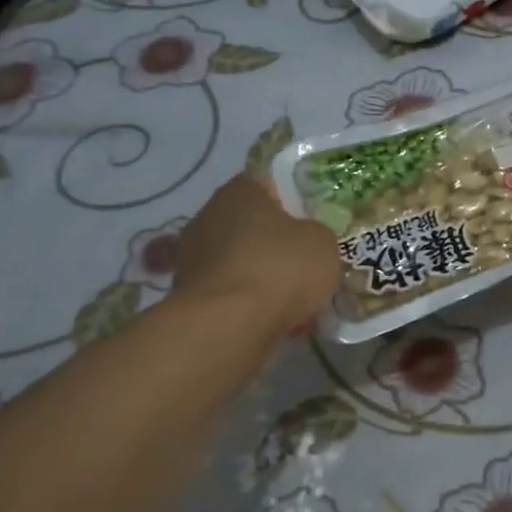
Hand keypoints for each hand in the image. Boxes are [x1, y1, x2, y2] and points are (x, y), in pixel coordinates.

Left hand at [166, 175, 339, 334]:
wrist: (229, 327)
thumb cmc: (280, 268)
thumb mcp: (323, 242)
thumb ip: (317, 234)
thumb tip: (307, 240)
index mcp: (239, 191)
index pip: (268, 184)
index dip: (294, 201)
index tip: (313, 221)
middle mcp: (208, 216)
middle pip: (250, 224)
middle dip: (275, 242)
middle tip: (305, 260)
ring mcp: (192, 257)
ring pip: (239, 261)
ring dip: (261, 275)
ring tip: (293, 298)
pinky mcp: (187, 296)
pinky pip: (229, 293)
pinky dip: (247, 303)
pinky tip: (273, 319)